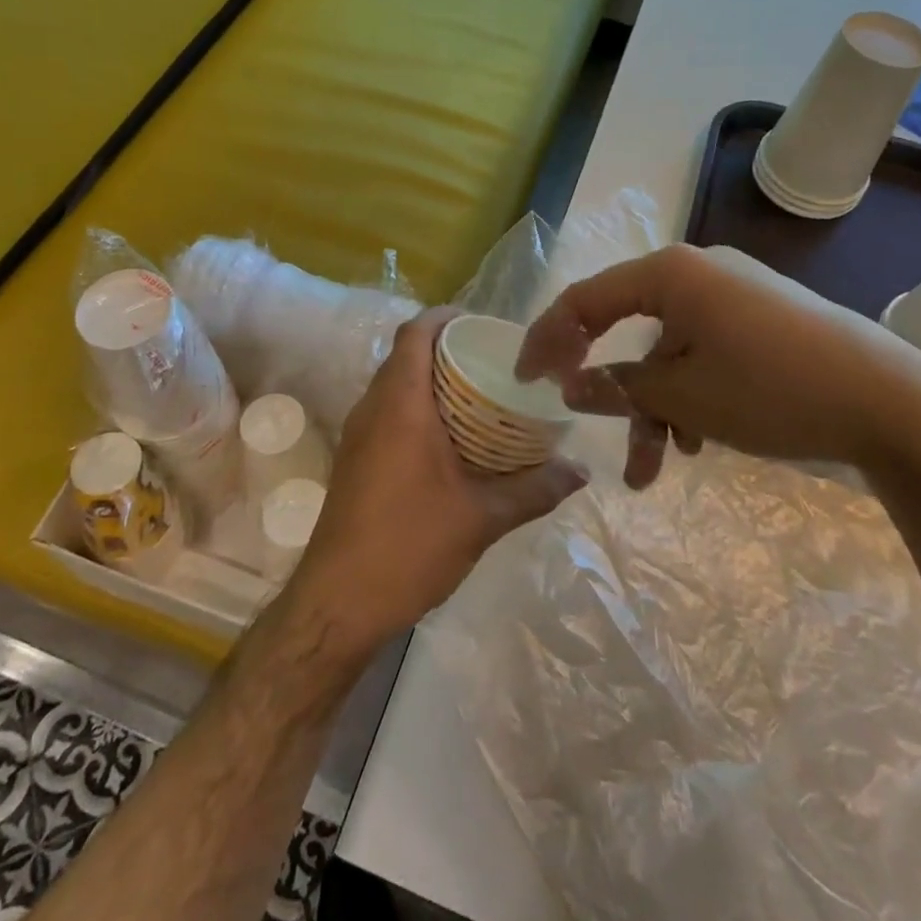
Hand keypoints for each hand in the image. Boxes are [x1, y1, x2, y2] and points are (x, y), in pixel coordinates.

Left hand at [287, 306, 587, 654]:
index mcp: (400, 404)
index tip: (482, 324)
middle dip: (447, 349)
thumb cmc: (409, 545)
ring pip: (395, 385)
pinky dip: (418, 409)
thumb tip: (581, 472)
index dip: (445, 317)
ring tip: (481, 396)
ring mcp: (358, 435)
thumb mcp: (482, 517)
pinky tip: (452, 440)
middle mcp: (372, 408)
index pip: (414, 333)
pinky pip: (388, 413)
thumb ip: (535, 489)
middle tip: (494, 361)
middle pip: (406, 355)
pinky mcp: (355, 460)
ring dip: (432, 381)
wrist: (339, 603)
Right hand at [516, 244, 920, 487]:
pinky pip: (704, 352)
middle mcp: (697, 272)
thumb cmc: (772, 390)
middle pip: (629, 328)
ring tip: (656, 469)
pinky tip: (698, 442)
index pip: (585, 299)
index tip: (526, 381)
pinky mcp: (762, 321)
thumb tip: (570, 385)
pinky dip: (690, 394)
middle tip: (583, 421)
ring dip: (655, 407)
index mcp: (670, 273)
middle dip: (611, 389)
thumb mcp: (681, 396)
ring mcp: (734, 296)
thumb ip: (616, 388)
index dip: (548, 339)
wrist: (896, 404)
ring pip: (668, 351)